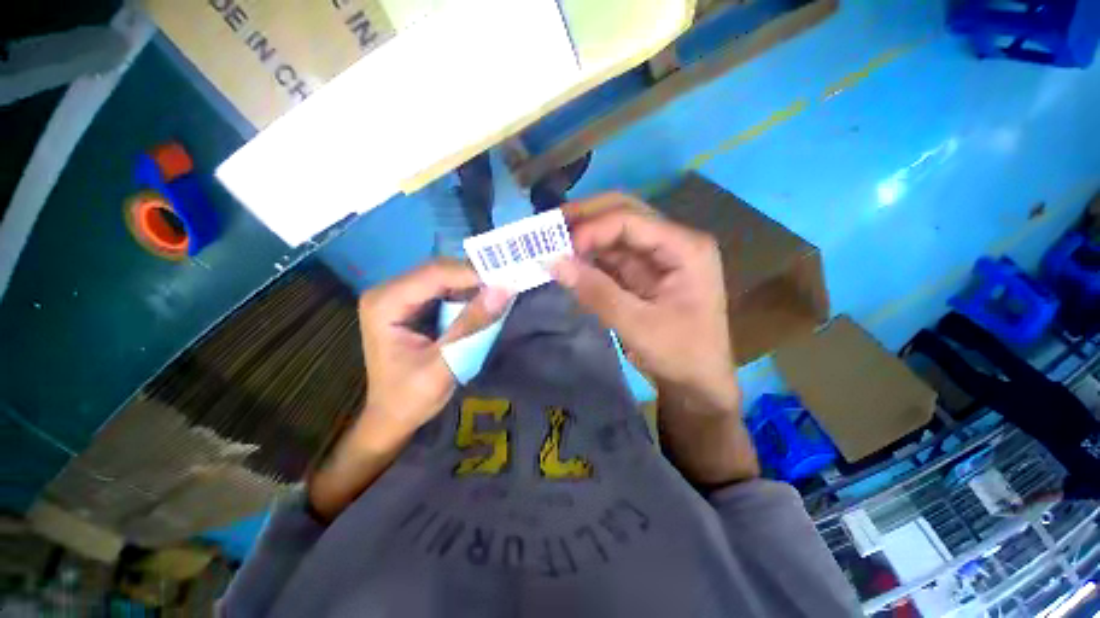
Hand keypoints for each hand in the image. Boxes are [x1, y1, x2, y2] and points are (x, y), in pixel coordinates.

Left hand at [358, 259, 510, 433]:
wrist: (393, 417)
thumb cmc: (410, 397)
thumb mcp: (444, 363)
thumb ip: (472, 325)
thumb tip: (504, 290)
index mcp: (385, 303)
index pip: (435, 274)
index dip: (473, 273)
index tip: (508, 278)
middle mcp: (390, 291)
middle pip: (440, 270)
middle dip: (476, 276)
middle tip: (509, 283)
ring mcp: (403, 296)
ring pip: (446, 277)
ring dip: (475, 284)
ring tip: (503, 290)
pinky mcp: (416, 305)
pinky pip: (448, 289)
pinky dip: (470, 294)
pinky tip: (486, 300)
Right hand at [551, 193, 737, 412]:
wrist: (698, 381)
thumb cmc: (681, 355)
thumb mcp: (638, 326)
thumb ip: (596, 292)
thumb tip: (553, 262)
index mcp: (685, 248)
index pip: (631, 220)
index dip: (592, 228)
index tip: (559, 248)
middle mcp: (672, 242)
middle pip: (624, 213)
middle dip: (585, 218)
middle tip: (549, 227)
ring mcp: (657, 255)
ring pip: (614, 231)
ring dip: (583, 235)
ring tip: (551, 241)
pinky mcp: (643, 271)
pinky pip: (611, 255)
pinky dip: (588, 256)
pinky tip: (568, 258)